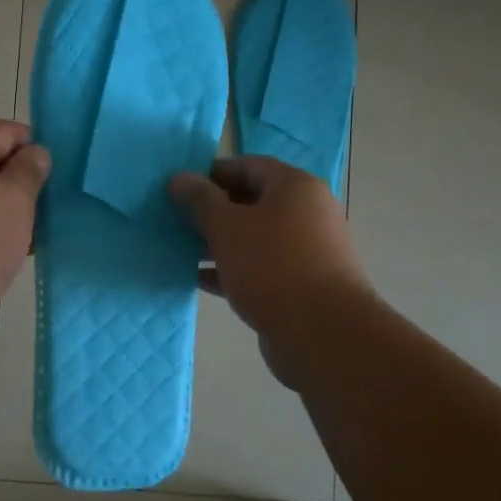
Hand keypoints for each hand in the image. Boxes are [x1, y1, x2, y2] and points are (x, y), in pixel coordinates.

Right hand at [167, 157, 367, 386]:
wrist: (323, 334)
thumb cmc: (272, 265)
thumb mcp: (226, 226)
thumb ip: (200, 199)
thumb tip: (178, 177)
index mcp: (295, 187)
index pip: (249, 165)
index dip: (213, 172)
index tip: (181, 186)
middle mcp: (307, 213)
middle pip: (252, 201)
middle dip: (213, 210)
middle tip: (177, 218)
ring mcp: (307, 251)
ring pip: (255, 237)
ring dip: (219, 241)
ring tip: (183, 249)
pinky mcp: (302, 285)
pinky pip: (261, 267)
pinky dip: (232, 269)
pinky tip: (200, 279)